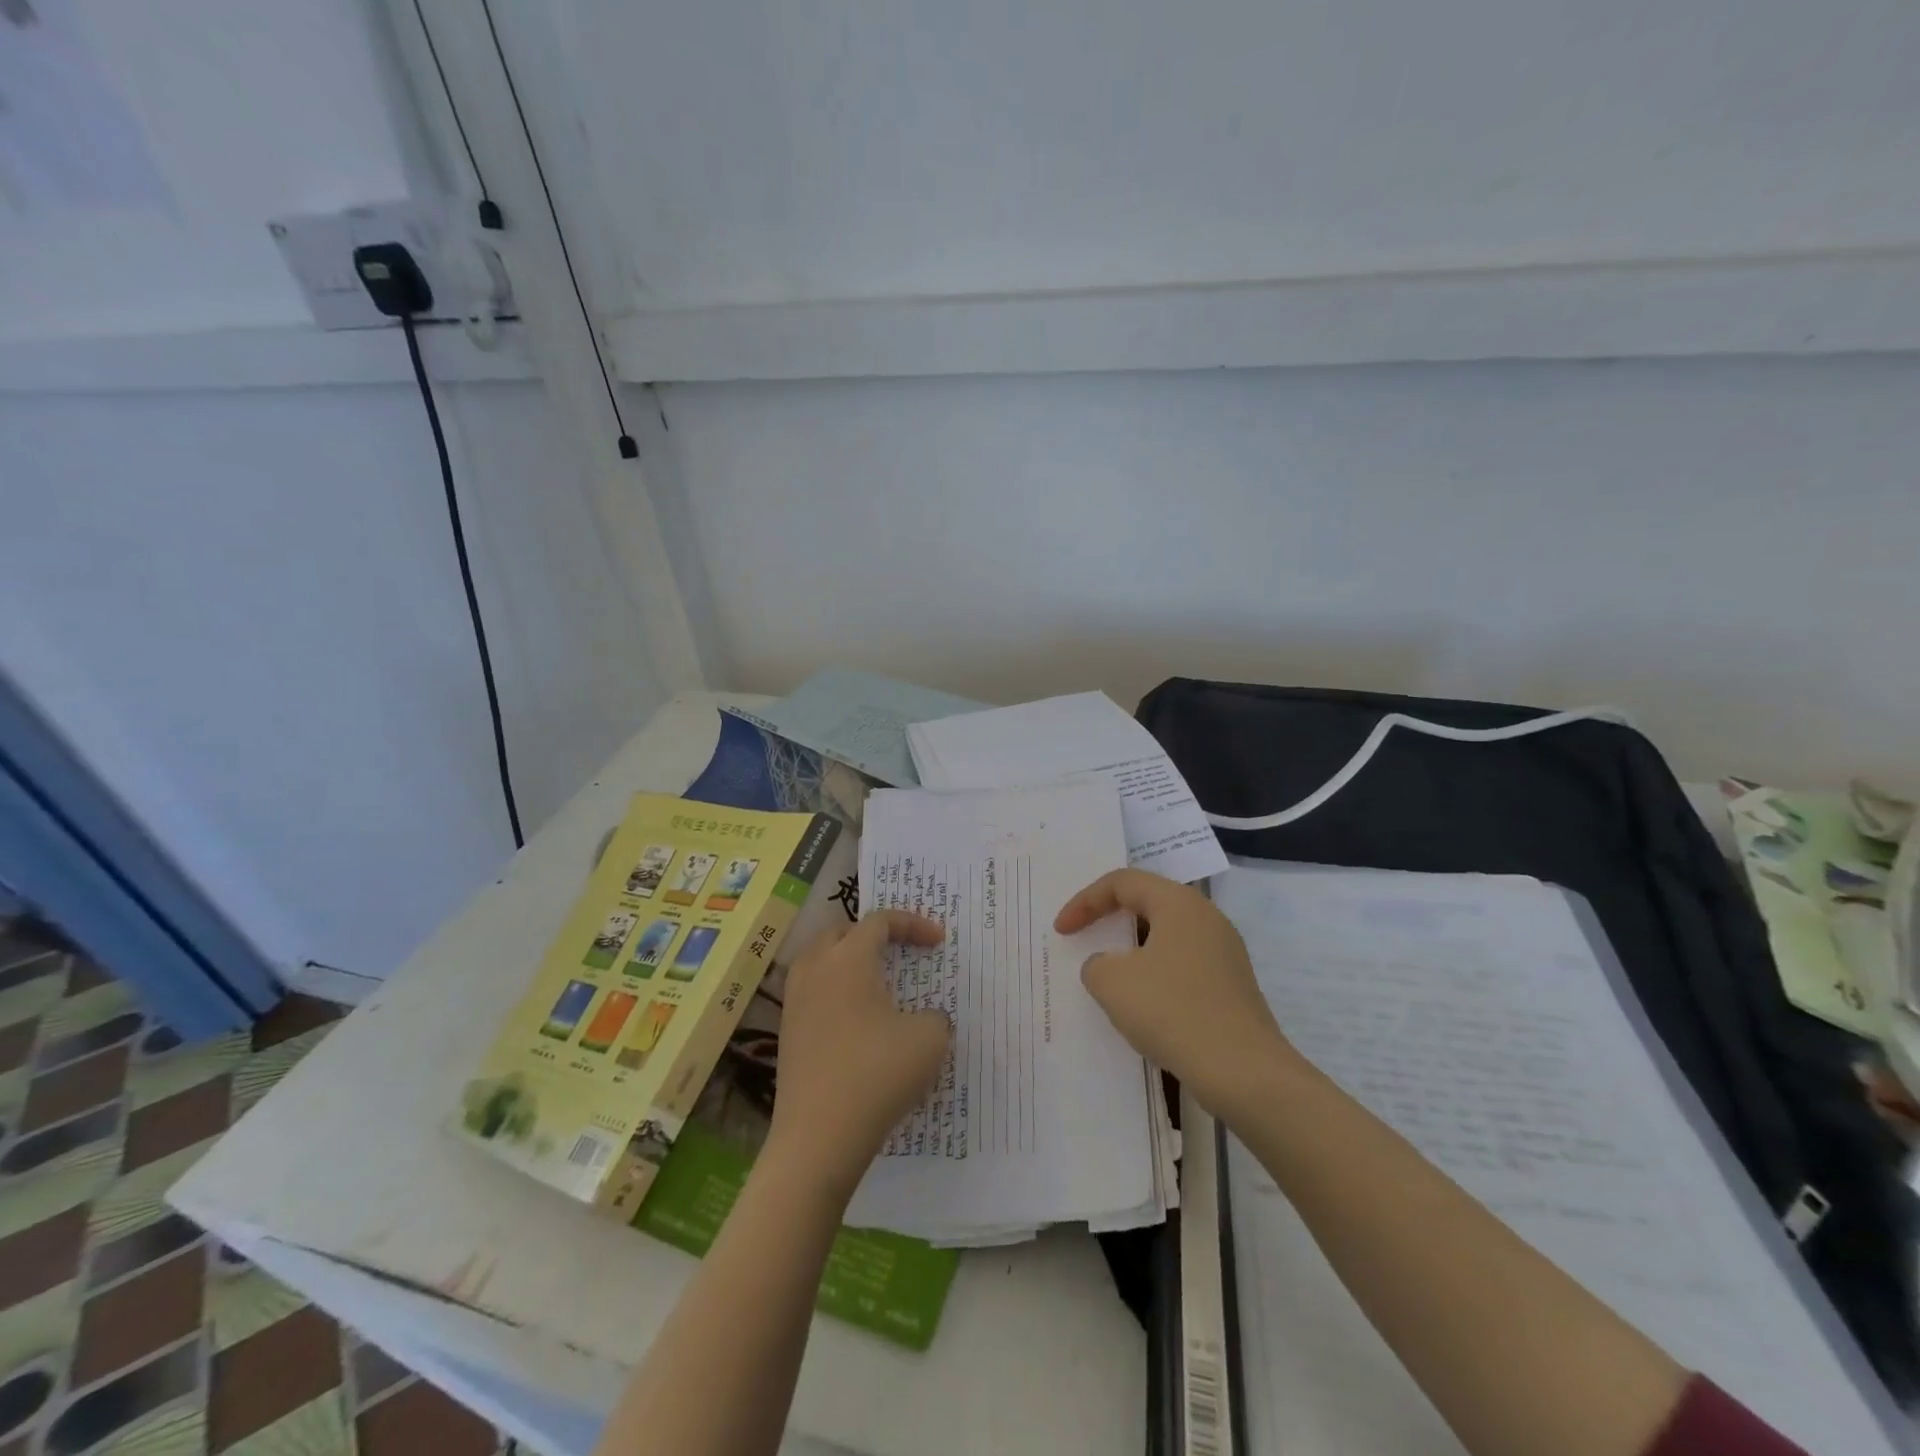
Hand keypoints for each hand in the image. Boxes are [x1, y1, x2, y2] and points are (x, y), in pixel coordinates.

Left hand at [766, 911, 951, 1195]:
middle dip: (874, 935)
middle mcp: (815, 969)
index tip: (938, 941)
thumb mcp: (929, 1039)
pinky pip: (813, 991)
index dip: (912, 924)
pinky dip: (837, 991)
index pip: (880, 921)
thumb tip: (923, 1019)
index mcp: (848, 959)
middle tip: (901, 951)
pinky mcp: (787, 1033)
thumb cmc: (877, 1075)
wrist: (818, 1138)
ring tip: (877, 982)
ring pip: (821, 960)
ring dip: (850, 961)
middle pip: (842, 931)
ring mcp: (795, 1001)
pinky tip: (858, 1020)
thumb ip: (935, 1016)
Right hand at [1055, 869, 1294, 1116]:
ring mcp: (1225, 953)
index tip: (1062, 931)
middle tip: (1085, 938)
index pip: (1122, 882)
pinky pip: (1183, 965)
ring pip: (1166, 937)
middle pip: (1148, 903)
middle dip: (1110, 920)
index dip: (1085, 902)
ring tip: (1109, 974)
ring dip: (1132, 951)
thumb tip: (1108, 966)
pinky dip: (1155, 974)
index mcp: (1179, 903)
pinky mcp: (1232, 987)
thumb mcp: (1112, 983)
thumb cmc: (1172, 1011)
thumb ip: (1096, 964)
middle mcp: (1207, 918)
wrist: (1243, 1073)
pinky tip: (1143, 1005)